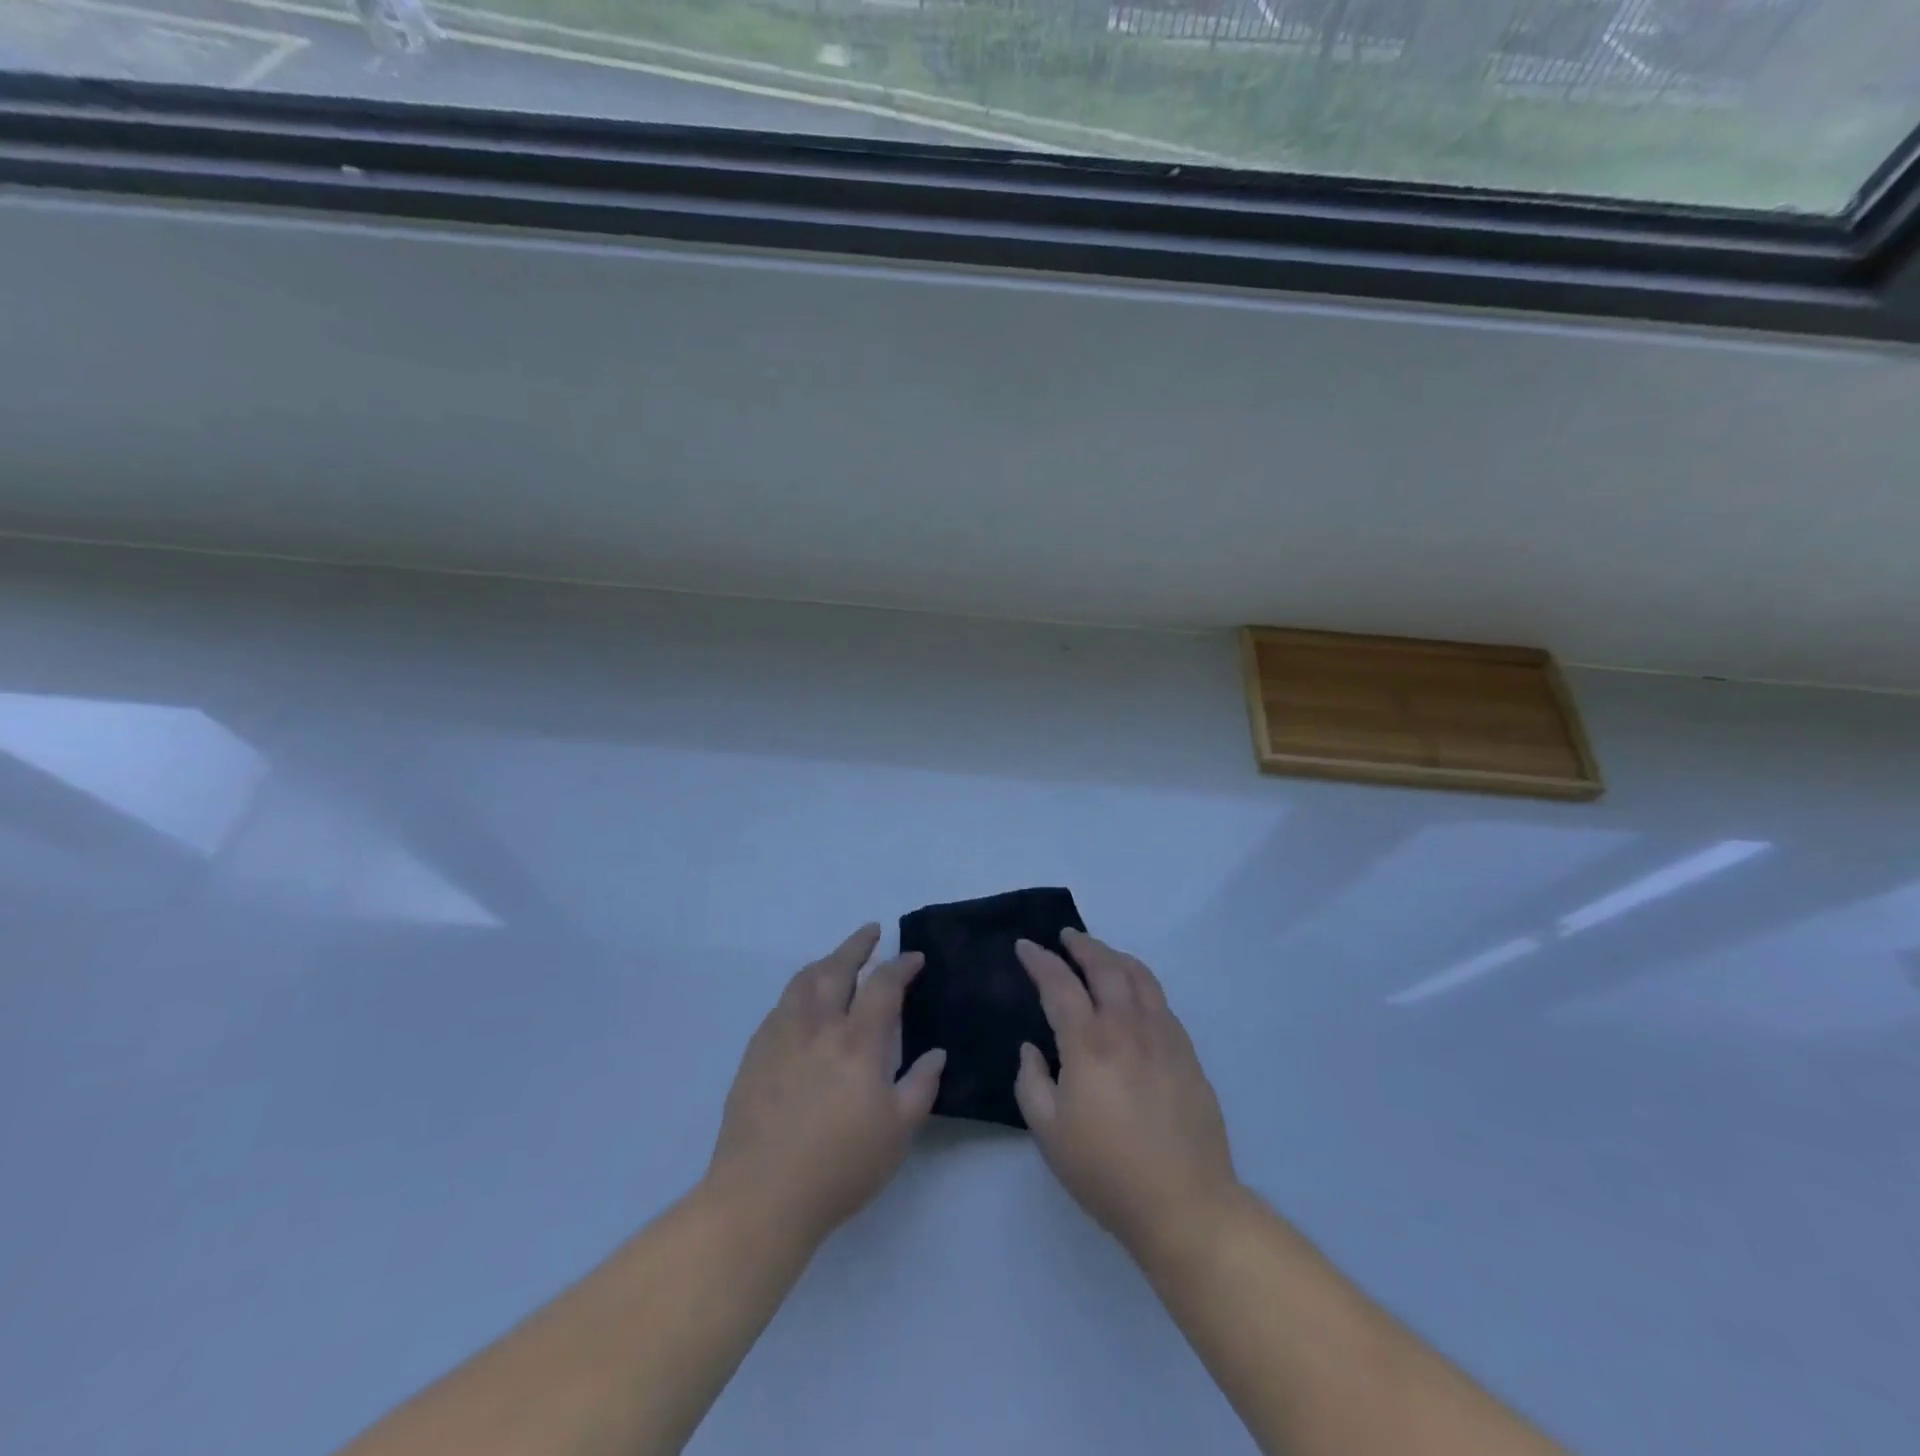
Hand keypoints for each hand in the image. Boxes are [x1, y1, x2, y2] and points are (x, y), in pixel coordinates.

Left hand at [704, 925, 945, 1251]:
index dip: (901, 966)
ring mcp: (781, 1037)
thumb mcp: (897, 1132)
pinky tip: (802, 1003)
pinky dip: (799, 991)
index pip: (883, 986)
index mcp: (858, 1042)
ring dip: (825, 962)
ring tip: (837, 960)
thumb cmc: (840, 1167)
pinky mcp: (755, 1054)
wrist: (761, 1196)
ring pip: (803, 981)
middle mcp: (818, 1027)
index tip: (914, 958)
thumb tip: (936, 1053)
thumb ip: (921, 1086)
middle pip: (837, 968)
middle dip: (857, 945)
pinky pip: (780, 1006)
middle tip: (872, 932)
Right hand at [1014, 930, 1239, 1269]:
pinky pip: (1161, 1002)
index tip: (1025, 946)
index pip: (1060, 984)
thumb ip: (1031, 1082)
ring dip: (1115, 957)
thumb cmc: (1106, 1171)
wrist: (1185, 1203)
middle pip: (1105, 967)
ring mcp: (1163, 1036)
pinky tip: (1134, 995)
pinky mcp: (1187, 1053)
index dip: (1040, 960)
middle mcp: (1127, 1027)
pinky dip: (1141, 984)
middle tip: (1066, 937)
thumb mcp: (1048, 1132)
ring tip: (1100, 954)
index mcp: (1089, 1042)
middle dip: (1082, 945)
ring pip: (1140, 977)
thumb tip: (1033, 1049)